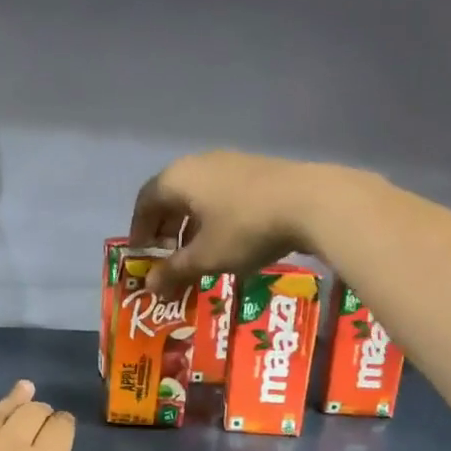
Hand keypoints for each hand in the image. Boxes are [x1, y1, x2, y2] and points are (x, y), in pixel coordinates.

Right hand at [128, 151, 381, 293]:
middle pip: (170, 196)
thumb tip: (150, 287)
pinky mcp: (256, 171)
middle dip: (164, 229)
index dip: (139, 231)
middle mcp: (199, 164)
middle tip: (167, 258)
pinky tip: (225, 241)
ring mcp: (230, 163)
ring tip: (195, 254)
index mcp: (178, 178)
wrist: (311, 202)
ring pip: (197, 196)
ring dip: (189, 226)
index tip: (142, 256)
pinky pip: (221, 195)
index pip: (145, 202)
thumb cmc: (245, 229)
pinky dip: (212, 218)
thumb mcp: (206, 257)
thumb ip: (174, 271)